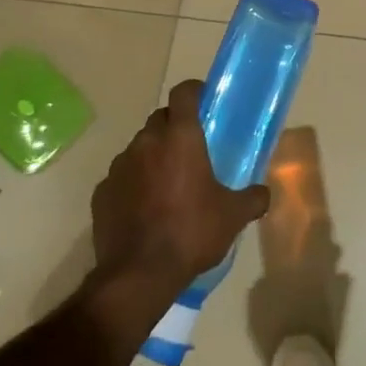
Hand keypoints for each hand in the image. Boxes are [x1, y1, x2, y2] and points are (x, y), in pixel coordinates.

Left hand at [91, 78, 268, 297]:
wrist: (139, 274)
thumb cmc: (192, 232)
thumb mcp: (233, 216)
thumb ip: (253, 198)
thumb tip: (263, 193)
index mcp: (180, 137)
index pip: (183, 93)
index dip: (195, 92)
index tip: (206, 102)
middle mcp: (146, 142)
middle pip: (160, 119)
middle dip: (175, 127)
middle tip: (192, 150)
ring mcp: (119, 166)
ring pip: (139, 147)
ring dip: (153, 156)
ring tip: (168, 183)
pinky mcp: (102, 191)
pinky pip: (122, 176)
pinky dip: (134, 183)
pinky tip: (145, 207)